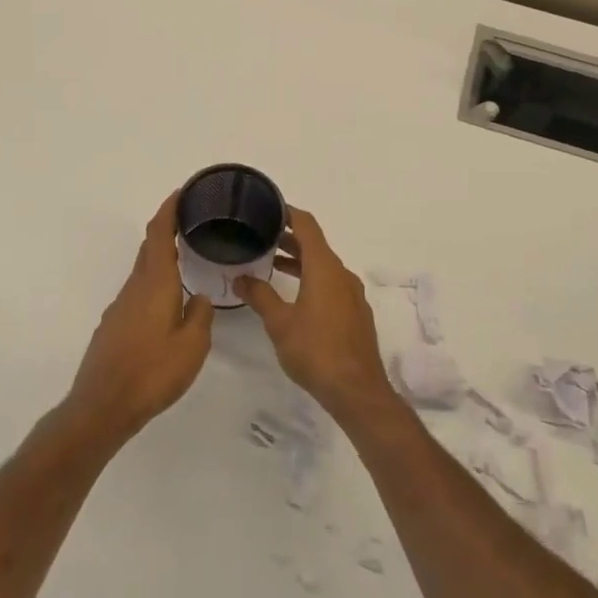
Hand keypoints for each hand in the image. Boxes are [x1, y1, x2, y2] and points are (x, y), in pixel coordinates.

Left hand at [65, 192, 213, 441]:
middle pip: (149, 248)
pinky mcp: (113, 326)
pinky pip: (137, 292)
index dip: (169, 209)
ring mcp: (120, 307)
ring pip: (143, 271)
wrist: (103, 406)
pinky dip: (154, 282)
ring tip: (185, 260)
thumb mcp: (192, 346)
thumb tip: (198, 297)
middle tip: (191, 223)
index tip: (182, 193)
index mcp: (155, 283)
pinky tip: (167, 302)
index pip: (159, 234)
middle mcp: (134, 288)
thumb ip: (200, 316)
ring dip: (161, 258)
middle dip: (166, 229)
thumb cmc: (152, 372)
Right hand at [236, 208, 394, 424]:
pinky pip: (331, 283)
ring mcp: (352, 294)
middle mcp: (341, 274)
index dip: (288, 212)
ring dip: (299, 260)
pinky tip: (295, 295)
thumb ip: (260, 296)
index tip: (267, 206)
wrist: (357, 391)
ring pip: (323, 266)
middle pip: (315, 244)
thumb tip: (240, 277)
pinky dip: (311, 278)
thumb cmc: (316, 351)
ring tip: (271, 263)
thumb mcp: (280, 323)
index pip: (307, 225)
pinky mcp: (355, 313)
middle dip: (289, 237)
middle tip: (260, 235)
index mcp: (325, 268)